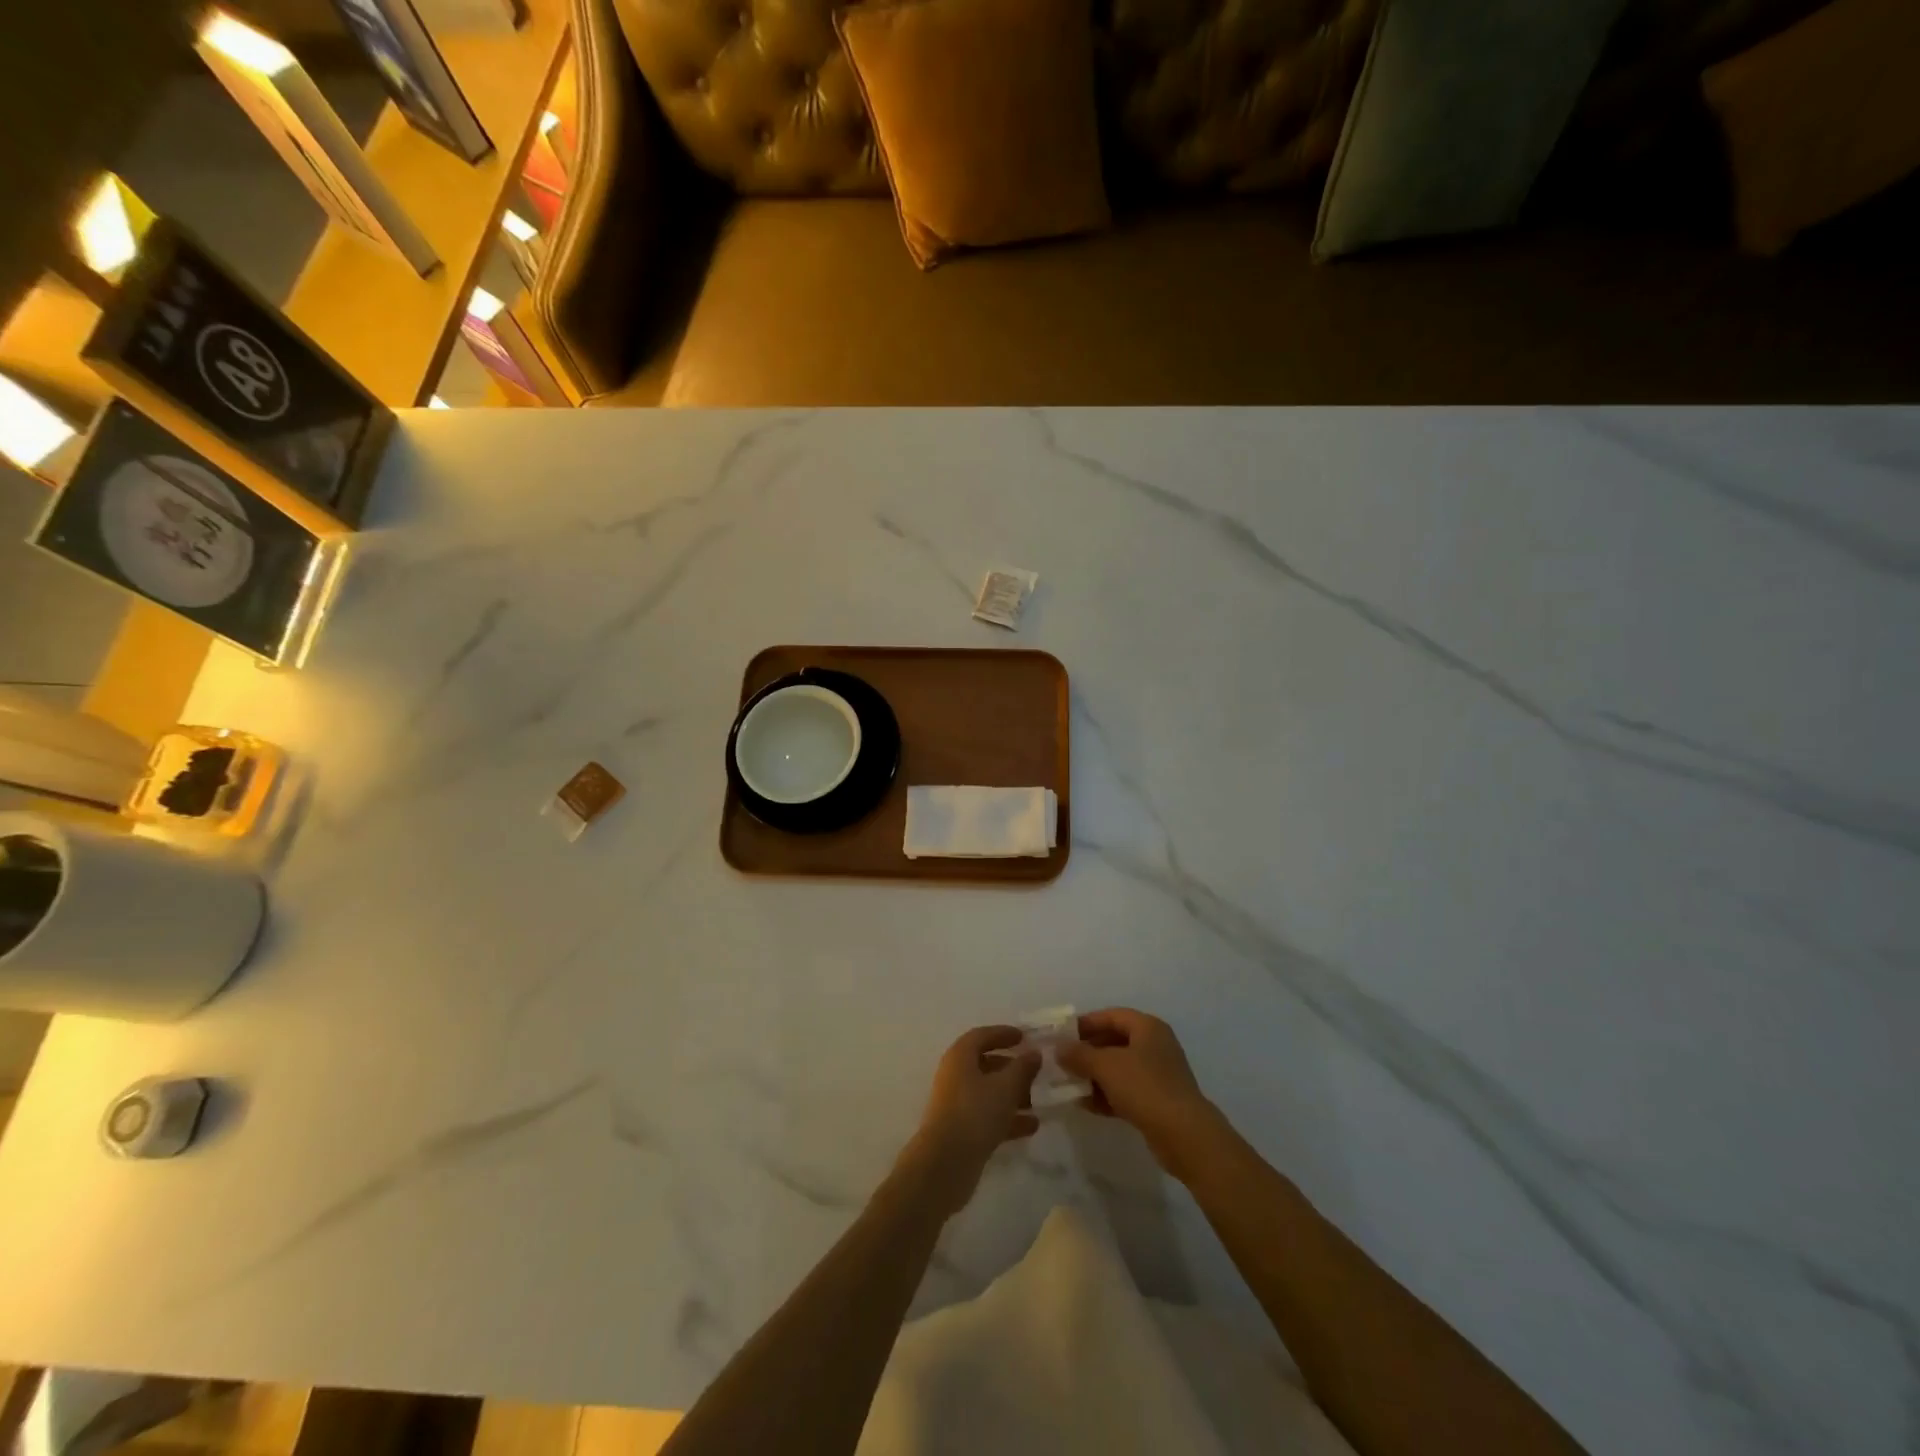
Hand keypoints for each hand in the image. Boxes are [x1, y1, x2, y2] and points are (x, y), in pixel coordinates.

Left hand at [897, 1026, 1040, 1218]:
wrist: (946, 1164)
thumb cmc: (975, 1113)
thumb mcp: (1005, 1087)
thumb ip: (1022, 1068)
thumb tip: (1034, 1053)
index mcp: (960, 1056)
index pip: (982, 1036)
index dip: (1003, 1034)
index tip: (1024, 1037)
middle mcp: (955, 1075)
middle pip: (985, 1063)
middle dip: (1011, 1067)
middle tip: (1035, 1072)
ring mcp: (956, 1104)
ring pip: (988, 1091)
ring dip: (1012, 1095)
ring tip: (1037, 1102)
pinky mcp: (961, 1129)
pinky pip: (987, 1115)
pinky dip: (1008, 1117)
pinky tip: (1032, 1126)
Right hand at [1057, 1008, 1223, 1180]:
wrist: (1184, 1135)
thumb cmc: (1144, 1087)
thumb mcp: (1106, 1066)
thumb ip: (1079, 1054)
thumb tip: (1059, 1048)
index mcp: (1147, 1028)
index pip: (1111, 1016)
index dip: (1086, 1023)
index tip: (1062, 1035)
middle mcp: (1155, 1046)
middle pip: (1114, 1041)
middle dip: (1087, 1052)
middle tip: (1063, 1061)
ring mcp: (1158, 1074)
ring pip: (1119, 1068)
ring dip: (1094, 1075)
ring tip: (1069, 1084)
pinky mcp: (1157, 1101)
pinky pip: (1126, 1091)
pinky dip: (1107, 1095)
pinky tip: (1086, 1105)